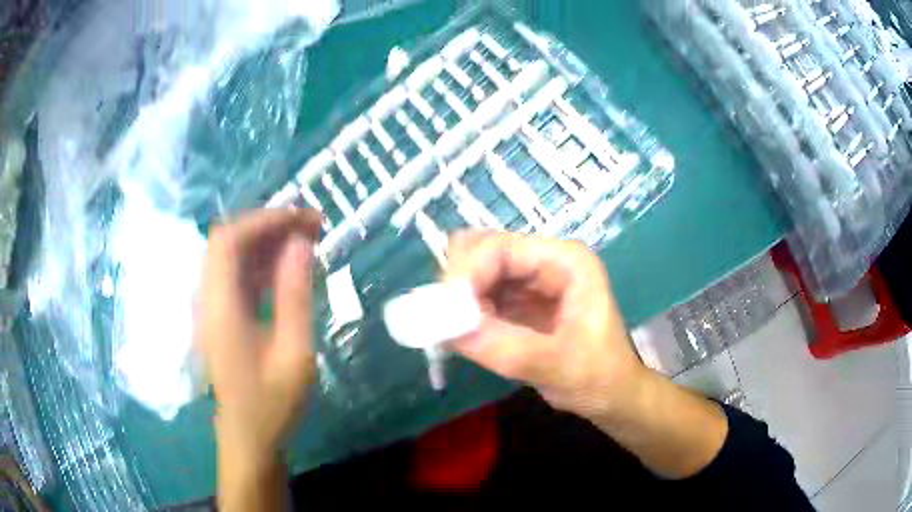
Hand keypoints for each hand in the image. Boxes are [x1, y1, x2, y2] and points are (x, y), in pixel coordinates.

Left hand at [197, 209, 320, 466]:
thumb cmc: (272, 404)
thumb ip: (295, 295)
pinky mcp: (219, 316)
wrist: (249, 437)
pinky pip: (237, 275)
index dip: (264, 220)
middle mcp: (208, 300)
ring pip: (232, 256)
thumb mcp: (294, 353)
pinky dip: (261, 262)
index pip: (229, 241)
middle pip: (227, 241)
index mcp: (220, 308)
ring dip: (265, 241)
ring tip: (306, 239)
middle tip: (310, 225)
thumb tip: (301, 243)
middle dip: (267, 225)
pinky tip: (288, 267)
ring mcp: (211, 307)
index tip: (303, 218)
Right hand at [444, 231, 646, 420]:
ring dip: (459, 299)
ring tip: (460, 334)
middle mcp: (545, 260)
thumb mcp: (558, 366)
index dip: (466, 273)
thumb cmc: (601, 377)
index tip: (442, 313)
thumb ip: (507, 348)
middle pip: (482, 250)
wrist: (612, 396)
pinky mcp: (519, 300)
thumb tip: (447, 330)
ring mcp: (531, 278)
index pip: (500, 248)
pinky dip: (464, 311)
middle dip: (458, 283)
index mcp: (565, 261)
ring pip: (476, 270)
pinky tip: (467, 335)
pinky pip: (479, 294)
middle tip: (445, 322)